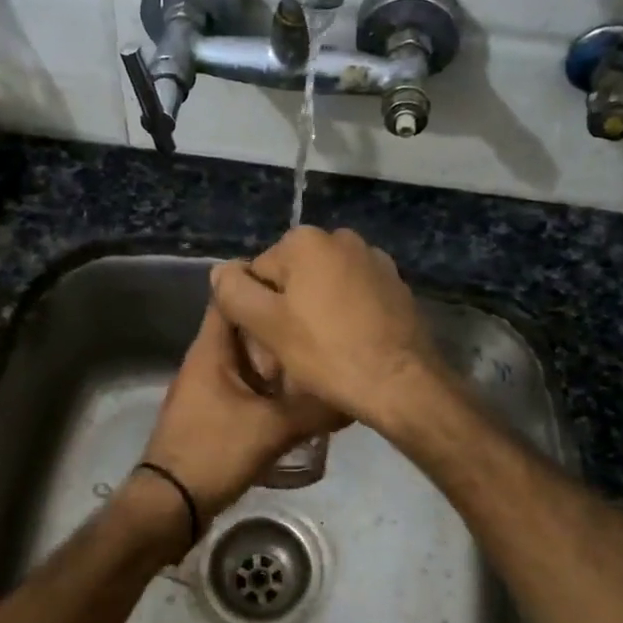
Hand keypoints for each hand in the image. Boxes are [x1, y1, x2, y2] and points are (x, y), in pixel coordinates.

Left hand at [139, 304, 348, 524]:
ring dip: (280, 360)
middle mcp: (208, 360)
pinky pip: (248, 387)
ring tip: (320, 358)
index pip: (233, 296)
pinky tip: (301, 397)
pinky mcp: (215, 412)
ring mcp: (210, 387)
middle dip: (282, 326)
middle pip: (248, 329)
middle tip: (322, 325)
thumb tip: (354, 393)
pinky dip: (272, 387)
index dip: (265, 283)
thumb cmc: (214, 451)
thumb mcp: (272, 428)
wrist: (171, 504)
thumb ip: (314, 409)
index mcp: (212, 349)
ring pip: (250, 360)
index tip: (303, 285)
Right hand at [209, 227, 445, 427]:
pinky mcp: (395, 286)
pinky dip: (343, 318)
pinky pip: (353, 299)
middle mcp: (342, 239)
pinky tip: (346, 349)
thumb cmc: (327, 352)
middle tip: (288, 359)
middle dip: (284, 315)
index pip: (258, 275)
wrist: (401, 383)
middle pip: (291, 280)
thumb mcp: (267, 324)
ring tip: (318, 358)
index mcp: (306, 240)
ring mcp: (374, 261)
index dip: (255, 314)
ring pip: (322, 290)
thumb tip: (222, 270)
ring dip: (313, 317)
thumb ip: (234, 292)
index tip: (267, 349)